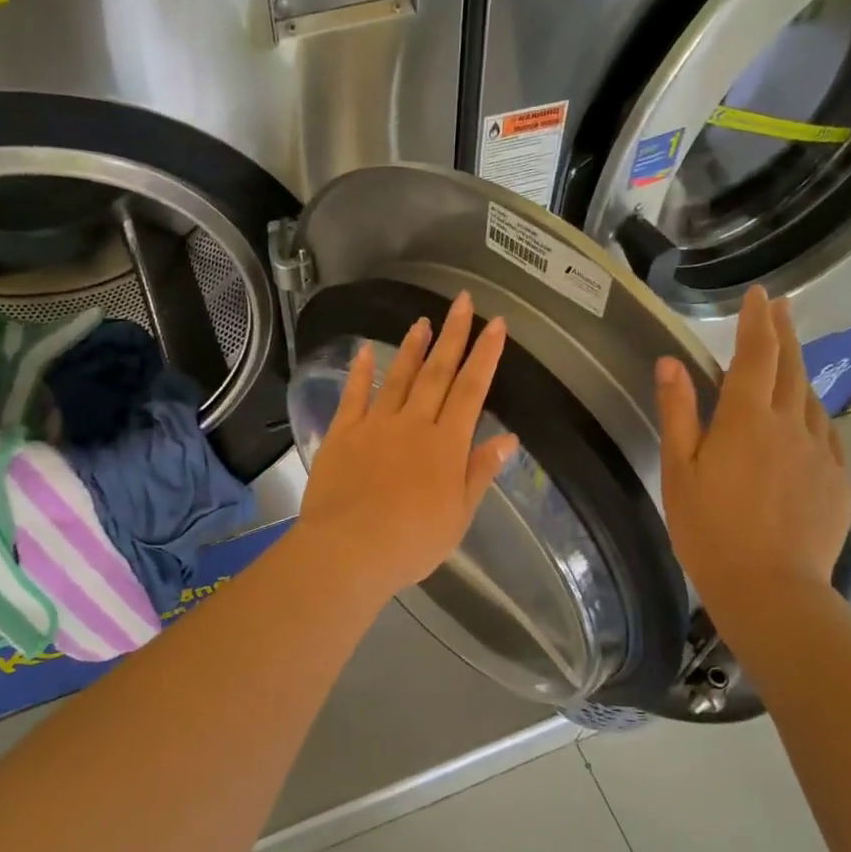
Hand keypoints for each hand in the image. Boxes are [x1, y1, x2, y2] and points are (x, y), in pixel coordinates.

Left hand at [297, 292, 518, 601]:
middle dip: (453, 335)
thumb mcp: (459, 515)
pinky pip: (354, 395)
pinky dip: (361, 371)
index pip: (471, 391)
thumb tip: (508, 438)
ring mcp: (376, 425)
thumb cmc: (412, 541)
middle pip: (437, 373)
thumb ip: (480, 472)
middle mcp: (413, 424)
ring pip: (399, 378)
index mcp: (446, 445)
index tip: (496, 325)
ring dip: (413, 348)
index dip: (485, 356)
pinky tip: (366, 350)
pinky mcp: (343, 434)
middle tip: (462, 301)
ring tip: (423, 321)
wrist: (350, 550)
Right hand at [655, 285, 850, 634]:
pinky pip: (827, 433)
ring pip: (811, 399)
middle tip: (780, 307)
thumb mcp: (678, 471)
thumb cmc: (708, 529)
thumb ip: (678, 413)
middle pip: (791, 368)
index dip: (757, 321)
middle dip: (784, 333)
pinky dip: (813, 413)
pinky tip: (807, 419)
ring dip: (799, 372)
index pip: (756, 355)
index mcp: (746, 420)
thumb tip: (671, 363)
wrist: (769, 587)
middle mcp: (791, 425)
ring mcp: (821, 452)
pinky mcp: (837, 479)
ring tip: (787, 361)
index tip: (760, 294)